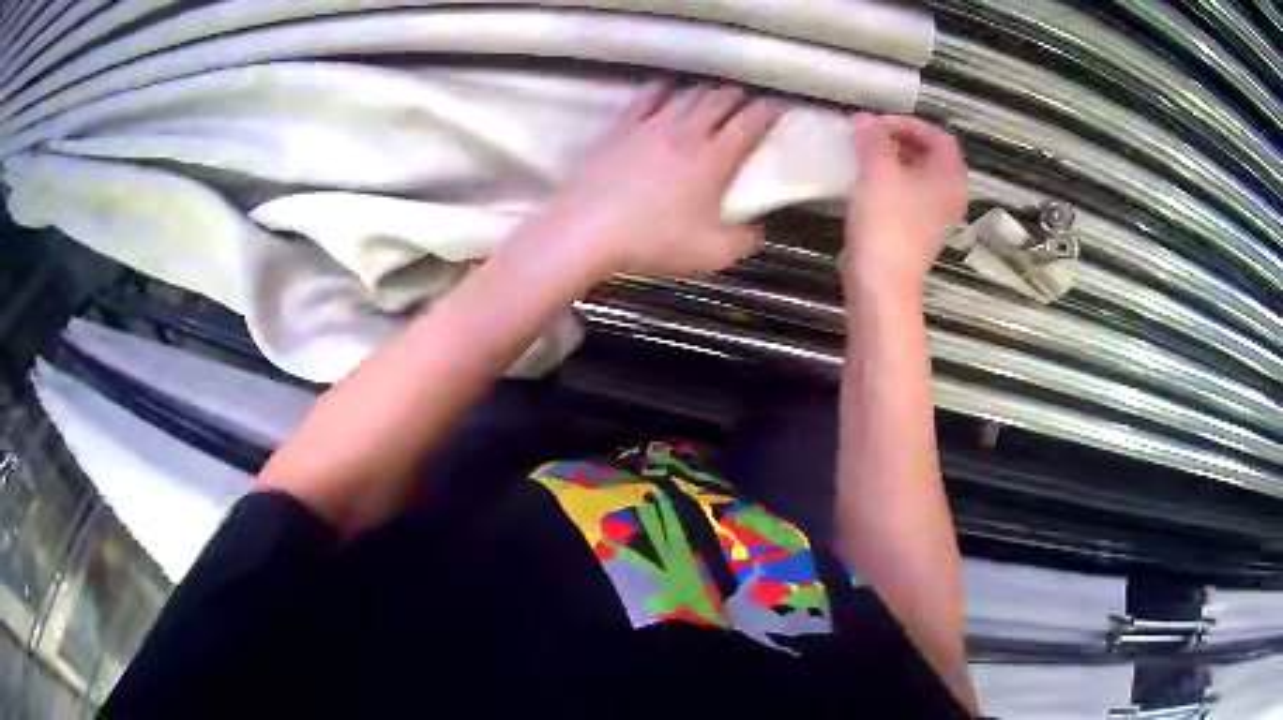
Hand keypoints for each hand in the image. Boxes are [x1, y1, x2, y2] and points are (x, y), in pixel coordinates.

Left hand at [541, 84, 782, 278]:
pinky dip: (662, 90)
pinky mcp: (621, 127)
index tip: (776, 107)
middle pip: (719, 100)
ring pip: (686, 95)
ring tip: (711, 97)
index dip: (767, 111)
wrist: (588, 230)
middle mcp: (685, 133)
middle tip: (744, 103)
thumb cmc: (652, 241)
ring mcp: (650, 125)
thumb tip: (756, 233)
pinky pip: (646, 98)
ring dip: (704, 93)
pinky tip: (665, 89)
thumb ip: (742, 242)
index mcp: (713, 159)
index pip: (749, 123)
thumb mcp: (710, 254)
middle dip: (737, 97)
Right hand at [844, 113, 967, 299]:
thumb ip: (872, 137)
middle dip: (897, 140)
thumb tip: (865, 120)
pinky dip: (891, 181)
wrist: (881, 282)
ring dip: (892, 160)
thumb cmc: (886, 221)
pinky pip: (909, 194)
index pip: (937, 135)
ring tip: (862, 156)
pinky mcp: (919, 229)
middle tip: (867, 137)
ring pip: (917, 174)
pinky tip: (865, 182)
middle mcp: (950, 194)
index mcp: (950, 176)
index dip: (907, 123)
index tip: (876, 125)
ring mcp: (936, 214)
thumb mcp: (877, 169)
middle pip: (929, 154)